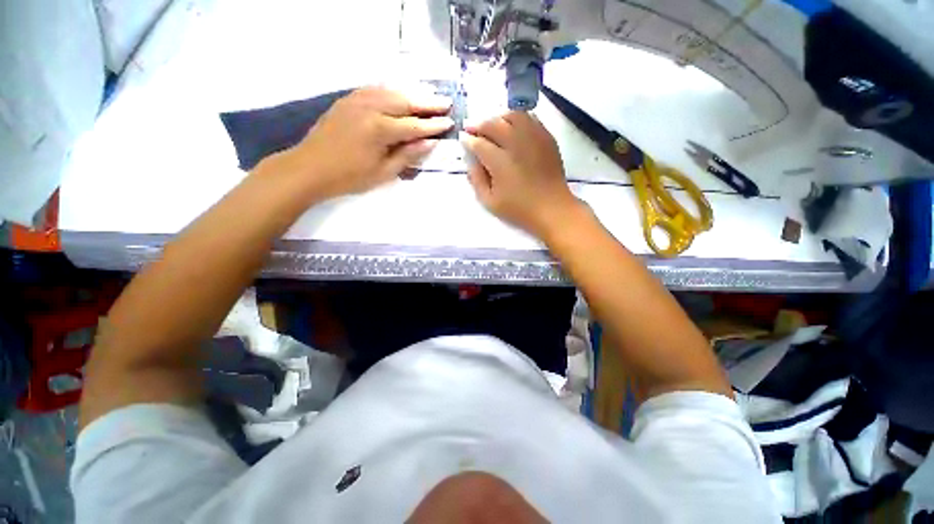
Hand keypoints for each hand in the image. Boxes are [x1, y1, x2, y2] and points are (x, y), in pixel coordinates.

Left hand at [273, 86, 453, 200]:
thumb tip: (430, 143)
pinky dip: (391, 91)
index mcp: (380, 130)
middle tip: (446, 102)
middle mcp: (369, 108)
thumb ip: (407, 155)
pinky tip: (398, 94)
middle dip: (427, 102)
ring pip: (390, 91)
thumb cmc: (349, 177)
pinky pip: (374, 90)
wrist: (309, 168)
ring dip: (411, 94)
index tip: (449, 122)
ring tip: (428, 97)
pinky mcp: (347, 100)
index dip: (433, 125)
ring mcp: (356, 101)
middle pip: (404, 101)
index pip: (414, 125)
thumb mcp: (383, 173)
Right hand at [460, 112, 582, 239]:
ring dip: (498, 118)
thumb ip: (476, 181)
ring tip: (492, 125)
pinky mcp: (546, 138)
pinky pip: (530, 118)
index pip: (479, 144)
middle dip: (479, 125)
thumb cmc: (519, 209)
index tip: (463, 139)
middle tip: (472, 128)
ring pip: (512, 116)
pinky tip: (512, 127)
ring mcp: (533, 138)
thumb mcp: (490, 202)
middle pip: (493, 124)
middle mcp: (516, 144)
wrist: (551, 208)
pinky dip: (517, 118)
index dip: (468, 140)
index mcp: (500, 162)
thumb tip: (470, 162)